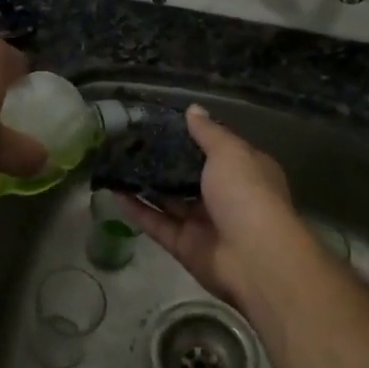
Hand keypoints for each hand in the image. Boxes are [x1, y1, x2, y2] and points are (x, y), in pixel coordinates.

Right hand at [118, 106, 308, 312]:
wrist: (254, 258)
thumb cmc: (247, 194)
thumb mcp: (229, 153)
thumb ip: (208, 132)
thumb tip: (193, 109)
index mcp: (244, 171)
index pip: (217, 149)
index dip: (192, 136)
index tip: (161, 123)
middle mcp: (225, 195)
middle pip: (190, 175)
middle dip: (164, 160)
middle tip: (131, 142)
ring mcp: (204, 222)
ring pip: (170, 200)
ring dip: (146, 184)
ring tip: (117, 163)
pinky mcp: (184, 245)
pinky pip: (157, 223)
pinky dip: (137, 209)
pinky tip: (114, 192)